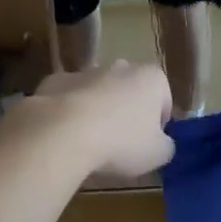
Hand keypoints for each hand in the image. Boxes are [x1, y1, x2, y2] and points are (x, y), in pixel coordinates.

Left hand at [34, 62, 175, 178]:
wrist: (63, 133)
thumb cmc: (121, 142)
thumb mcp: (158, 154)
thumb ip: (166, 145)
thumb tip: (161, 143)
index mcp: (152, 78)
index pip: (164, 100)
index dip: (158, 125)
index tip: (148, 145)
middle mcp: (121, 67)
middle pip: (129, 91)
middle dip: (127, 113)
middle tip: (120, 145)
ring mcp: (85, 71)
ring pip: (98, 93)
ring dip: (97, 112)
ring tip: (90, 144)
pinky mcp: (55, 81)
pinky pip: (68, 99)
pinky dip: (68, 113)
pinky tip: (65, 136)